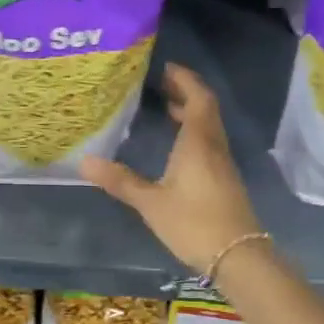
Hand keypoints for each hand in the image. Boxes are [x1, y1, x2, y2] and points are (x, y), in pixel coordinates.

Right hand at [80, 63, 260, 272]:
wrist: (238, 256)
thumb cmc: (193, 223)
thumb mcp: (151, 203)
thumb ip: (121, 181)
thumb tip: (85, 161)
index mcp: (198, 142)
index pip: (197, 97)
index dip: (184, 79)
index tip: (165, 67)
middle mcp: (213, 145)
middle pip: (205, 107)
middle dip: (185, 91)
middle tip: (160, 83)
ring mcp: (222, 163)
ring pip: (209, 126)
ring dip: (191, 112)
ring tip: (166, 108)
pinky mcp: (224, 179)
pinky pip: (209, 142)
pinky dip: (194, 132)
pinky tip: (176, 146)